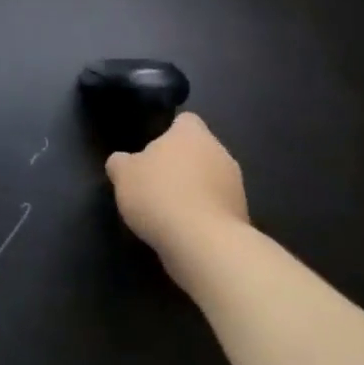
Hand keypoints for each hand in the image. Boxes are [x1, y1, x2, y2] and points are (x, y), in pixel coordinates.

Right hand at [106, 112, 248, 279]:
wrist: (204, 244)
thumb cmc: (159, 194)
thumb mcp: (123, 174)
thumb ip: (121, 162)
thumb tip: (123, 162)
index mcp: (192, 134)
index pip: (185, 120)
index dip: (169, 132)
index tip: (153, 149)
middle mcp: (220, 152)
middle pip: (199, 151)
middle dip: (181, 163)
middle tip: (155, 180)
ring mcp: (236, 186)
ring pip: (210, 179)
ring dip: (194, 190)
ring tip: (168, 210)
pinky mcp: (242, 216)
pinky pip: (217, 207)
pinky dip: (203, 214)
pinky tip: (184, 229)